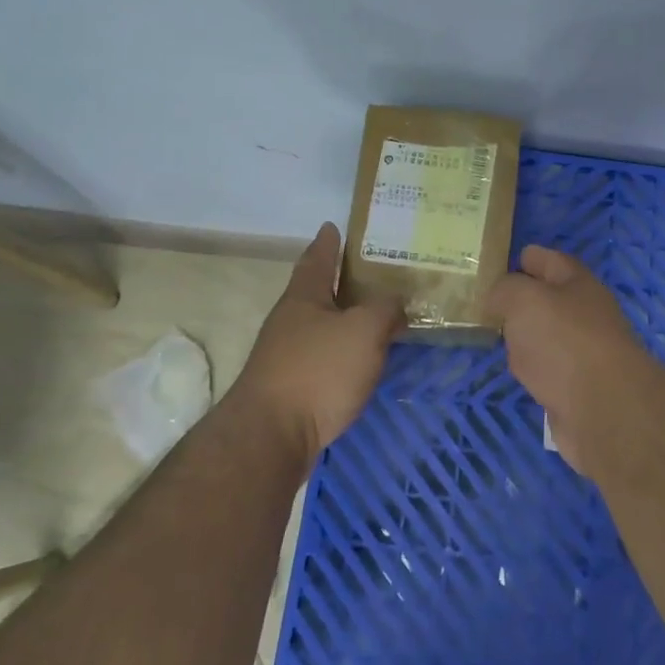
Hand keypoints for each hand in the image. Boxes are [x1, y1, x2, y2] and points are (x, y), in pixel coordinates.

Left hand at [236, 223, 402, 469]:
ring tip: (376, 318)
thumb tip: (394, 303)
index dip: (327, 243)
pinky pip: (324, 359)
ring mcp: (286, 357)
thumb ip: (384, 310)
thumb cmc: (317, 371)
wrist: (270, 438)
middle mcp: (290, 322)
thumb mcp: (363, 331)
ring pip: (322, 328)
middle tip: (374, 274)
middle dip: (342, 283)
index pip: (317, 259)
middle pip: (318, 294)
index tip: (332, 226)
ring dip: (345, 321)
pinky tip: (362, 362)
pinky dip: (343, 354)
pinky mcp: (290, 389)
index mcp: (304, 298)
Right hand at [485, 245, 664, 476]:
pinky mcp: (576, 388)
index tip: (508, 257)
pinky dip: (532, 367)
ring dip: (526, 334)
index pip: (552, 261)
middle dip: (525, 296)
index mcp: (579, 285)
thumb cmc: (563, 340)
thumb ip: (506, 290)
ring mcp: (583, 353)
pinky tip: (516, 369)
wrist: (603, 408)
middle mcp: (586, 315)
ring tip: (497, 332)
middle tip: (489, 298)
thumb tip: (498, 297)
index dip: (531, 257)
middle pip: (552, 299)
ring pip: (548, 335)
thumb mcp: (525, 299)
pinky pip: (547, 368)